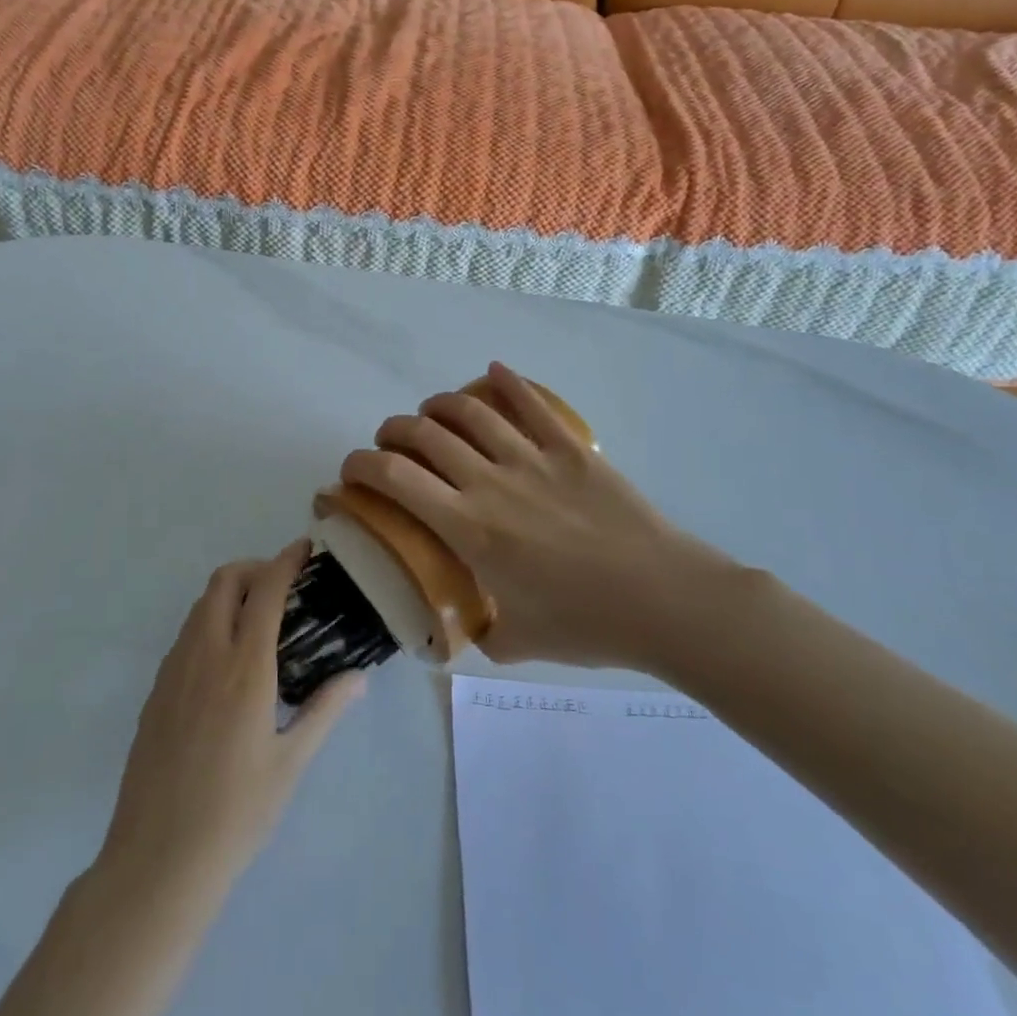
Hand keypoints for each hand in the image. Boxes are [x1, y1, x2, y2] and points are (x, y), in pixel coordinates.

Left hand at [101, 544, 364, 887]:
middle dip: (254, 569)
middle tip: (282, 588)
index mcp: (244, 669)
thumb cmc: (236, 813)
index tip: (304, 548)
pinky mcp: (155, 693)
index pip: (265, 591)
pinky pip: (185, 637)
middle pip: (223, 582)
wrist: (158, 859)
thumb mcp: (290, 763)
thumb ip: (324, 710)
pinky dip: (209, 625)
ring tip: (259, 622)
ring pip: (199, 607)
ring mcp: (173, 672)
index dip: (285, 561)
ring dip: (229, 595)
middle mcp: (204, 656)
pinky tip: (227, 664)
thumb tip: (357, 676)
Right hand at [339, 363, 747, 673]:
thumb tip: (470, 625)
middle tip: (392, 444)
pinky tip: (493, 372)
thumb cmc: (587, 625)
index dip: (361, 465)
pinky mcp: (571, 449)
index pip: (395, 479)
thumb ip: (481, 631)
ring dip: (439, 405)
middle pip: (424, 434)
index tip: (351, 472)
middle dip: (394, 432)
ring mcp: (533, 459)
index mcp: (468, 528)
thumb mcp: (517, 643)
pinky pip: (532, 404)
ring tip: (432, 413)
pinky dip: (507, 382)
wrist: (665, 600)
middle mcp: (490, 482)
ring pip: (470, 411)